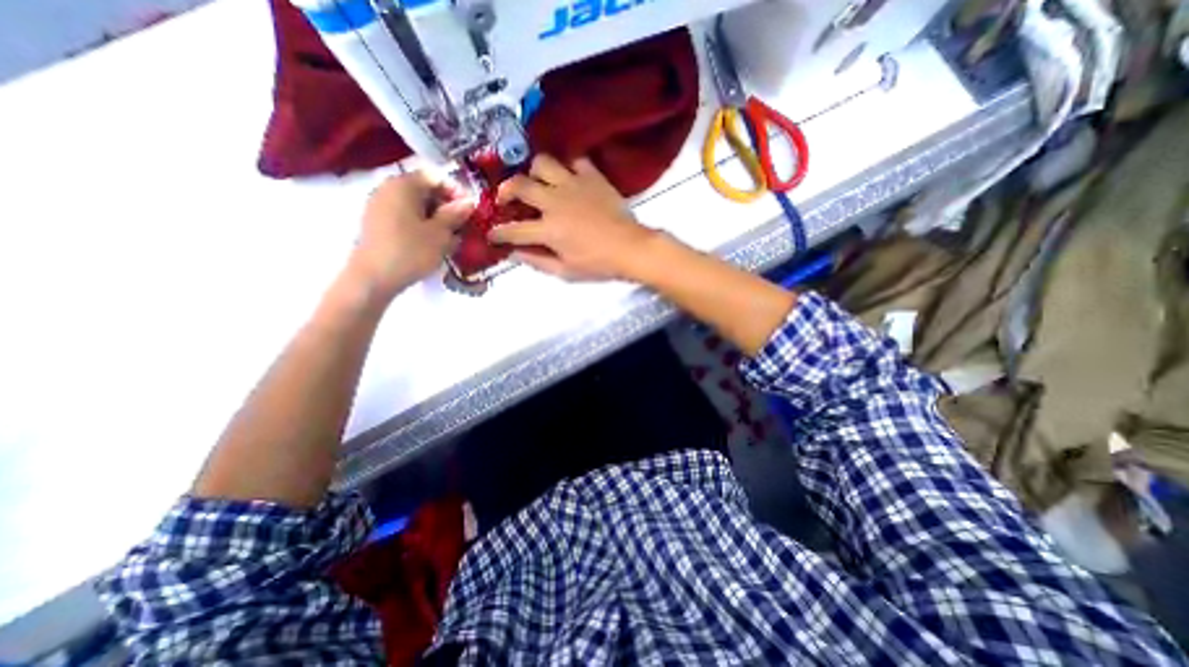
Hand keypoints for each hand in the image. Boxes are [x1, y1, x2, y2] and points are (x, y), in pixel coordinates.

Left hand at [346, 173, 471, 298]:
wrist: (373, 278)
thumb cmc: (411, 252)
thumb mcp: (441, 233)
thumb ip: (456, 214)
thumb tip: (469, 201)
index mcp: (403, 185)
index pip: (435, 177)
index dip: (456, 191)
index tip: (470, 210)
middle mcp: (388, 189)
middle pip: (424, 189)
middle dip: (446, 206)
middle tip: (462, 225)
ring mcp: (379, 206)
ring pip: (415, 205)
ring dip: (435, 217)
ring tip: (450, 237)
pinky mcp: (377, 223)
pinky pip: (404, 216)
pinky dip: (421, 225)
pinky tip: (431, 243)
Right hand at [489, 154, 658, 280]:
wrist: (630, 248)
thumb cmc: (598, 264)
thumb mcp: (565, 271)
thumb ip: (538, 261)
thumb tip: (515, 253)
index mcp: (548, 229)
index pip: (514, 230)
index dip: (498, 233)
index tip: (492, 234)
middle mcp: (555, 202)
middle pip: (519, 185)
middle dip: (505, 191)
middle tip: (506, 198)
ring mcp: (573, 184)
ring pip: (543, 162)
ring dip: (534, 171)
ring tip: (538, 182)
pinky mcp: (591, 176)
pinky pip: (575, 160)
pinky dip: (569, 167)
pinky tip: (569, 177)